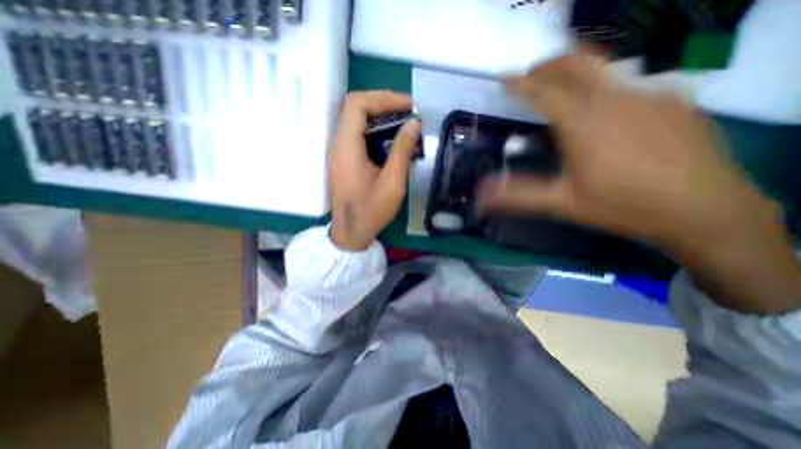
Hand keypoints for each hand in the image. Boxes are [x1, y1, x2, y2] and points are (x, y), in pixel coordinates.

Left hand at [329, 91, 421, 251]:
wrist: (350, 232)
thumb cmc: (371, 211)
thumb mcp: (392, 182)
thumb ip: (402, 150)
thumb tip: (414, 123)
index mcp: (346, 148)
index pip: (357, 104)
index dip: (383, 98)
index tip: (408, 105)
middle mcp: (337, 144)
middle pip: (354, 107)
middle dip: (382, 102)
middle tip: (407, 110)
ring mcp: (337, 151)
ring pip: (354, 119)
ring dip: (378, 114)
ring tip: (402, 119)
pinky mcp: (342, 158)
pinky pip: (355, 133)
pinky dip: (373, 128)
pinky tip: (389, 136)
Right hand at [481, 53, 799, 311]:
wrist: (704, 211)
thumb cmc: (621, 206)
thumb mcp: (561, 203)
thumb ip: (517, 195)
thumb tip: (480, 195)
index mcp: (583, 122)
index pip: (543, 92)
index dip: (520, 83)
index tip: (504, 76)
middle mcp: (615, 98)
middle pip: (577, 63)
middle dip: (548, 65)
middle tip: (531, 75)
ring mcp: (650, 93)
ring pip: (605, 66)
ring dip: (576, 70)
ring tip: (559, 85)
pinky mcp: (675, 99)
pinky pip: (631, 81)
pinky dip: (605, 85)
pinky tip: (603, 107)